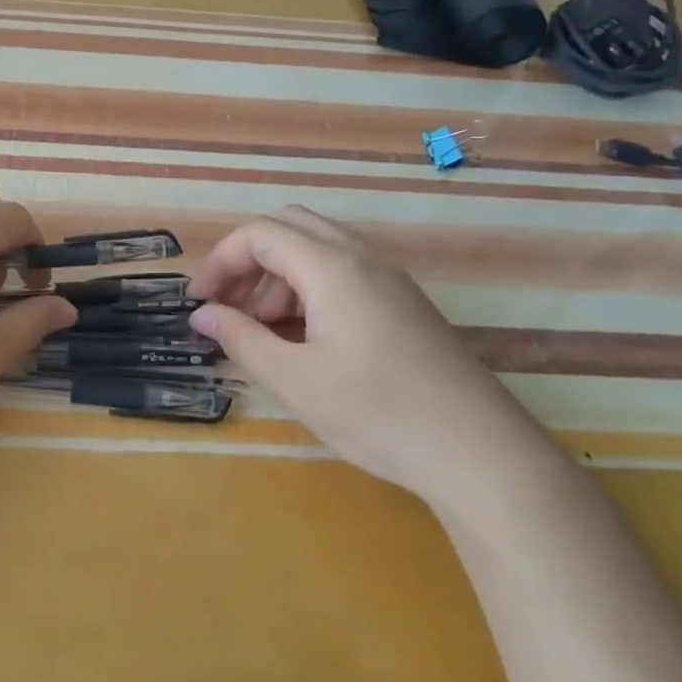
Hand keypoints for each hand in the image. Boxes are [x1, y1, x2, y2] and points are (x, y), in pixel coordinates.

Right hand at [188, 207, 560, 507]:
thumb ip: (242, 339)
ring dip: (276, 276)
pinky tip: (301, 338)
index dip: (220, 261)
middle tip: (226, 305)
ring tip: (260, 330)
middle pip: (288, 228)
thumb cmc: (379, 414)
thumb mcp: (296, 380)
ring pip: (316, 249)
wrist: (482, 454)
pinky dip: (307, 290)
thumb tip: (203, 316)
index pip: (260, 234)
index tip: (199, 302)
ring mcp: (388, 279)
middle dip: (247, 260)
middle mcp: (361, 259)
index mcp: (332, 268)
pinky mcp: (402, 303)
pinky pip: (341, 273)